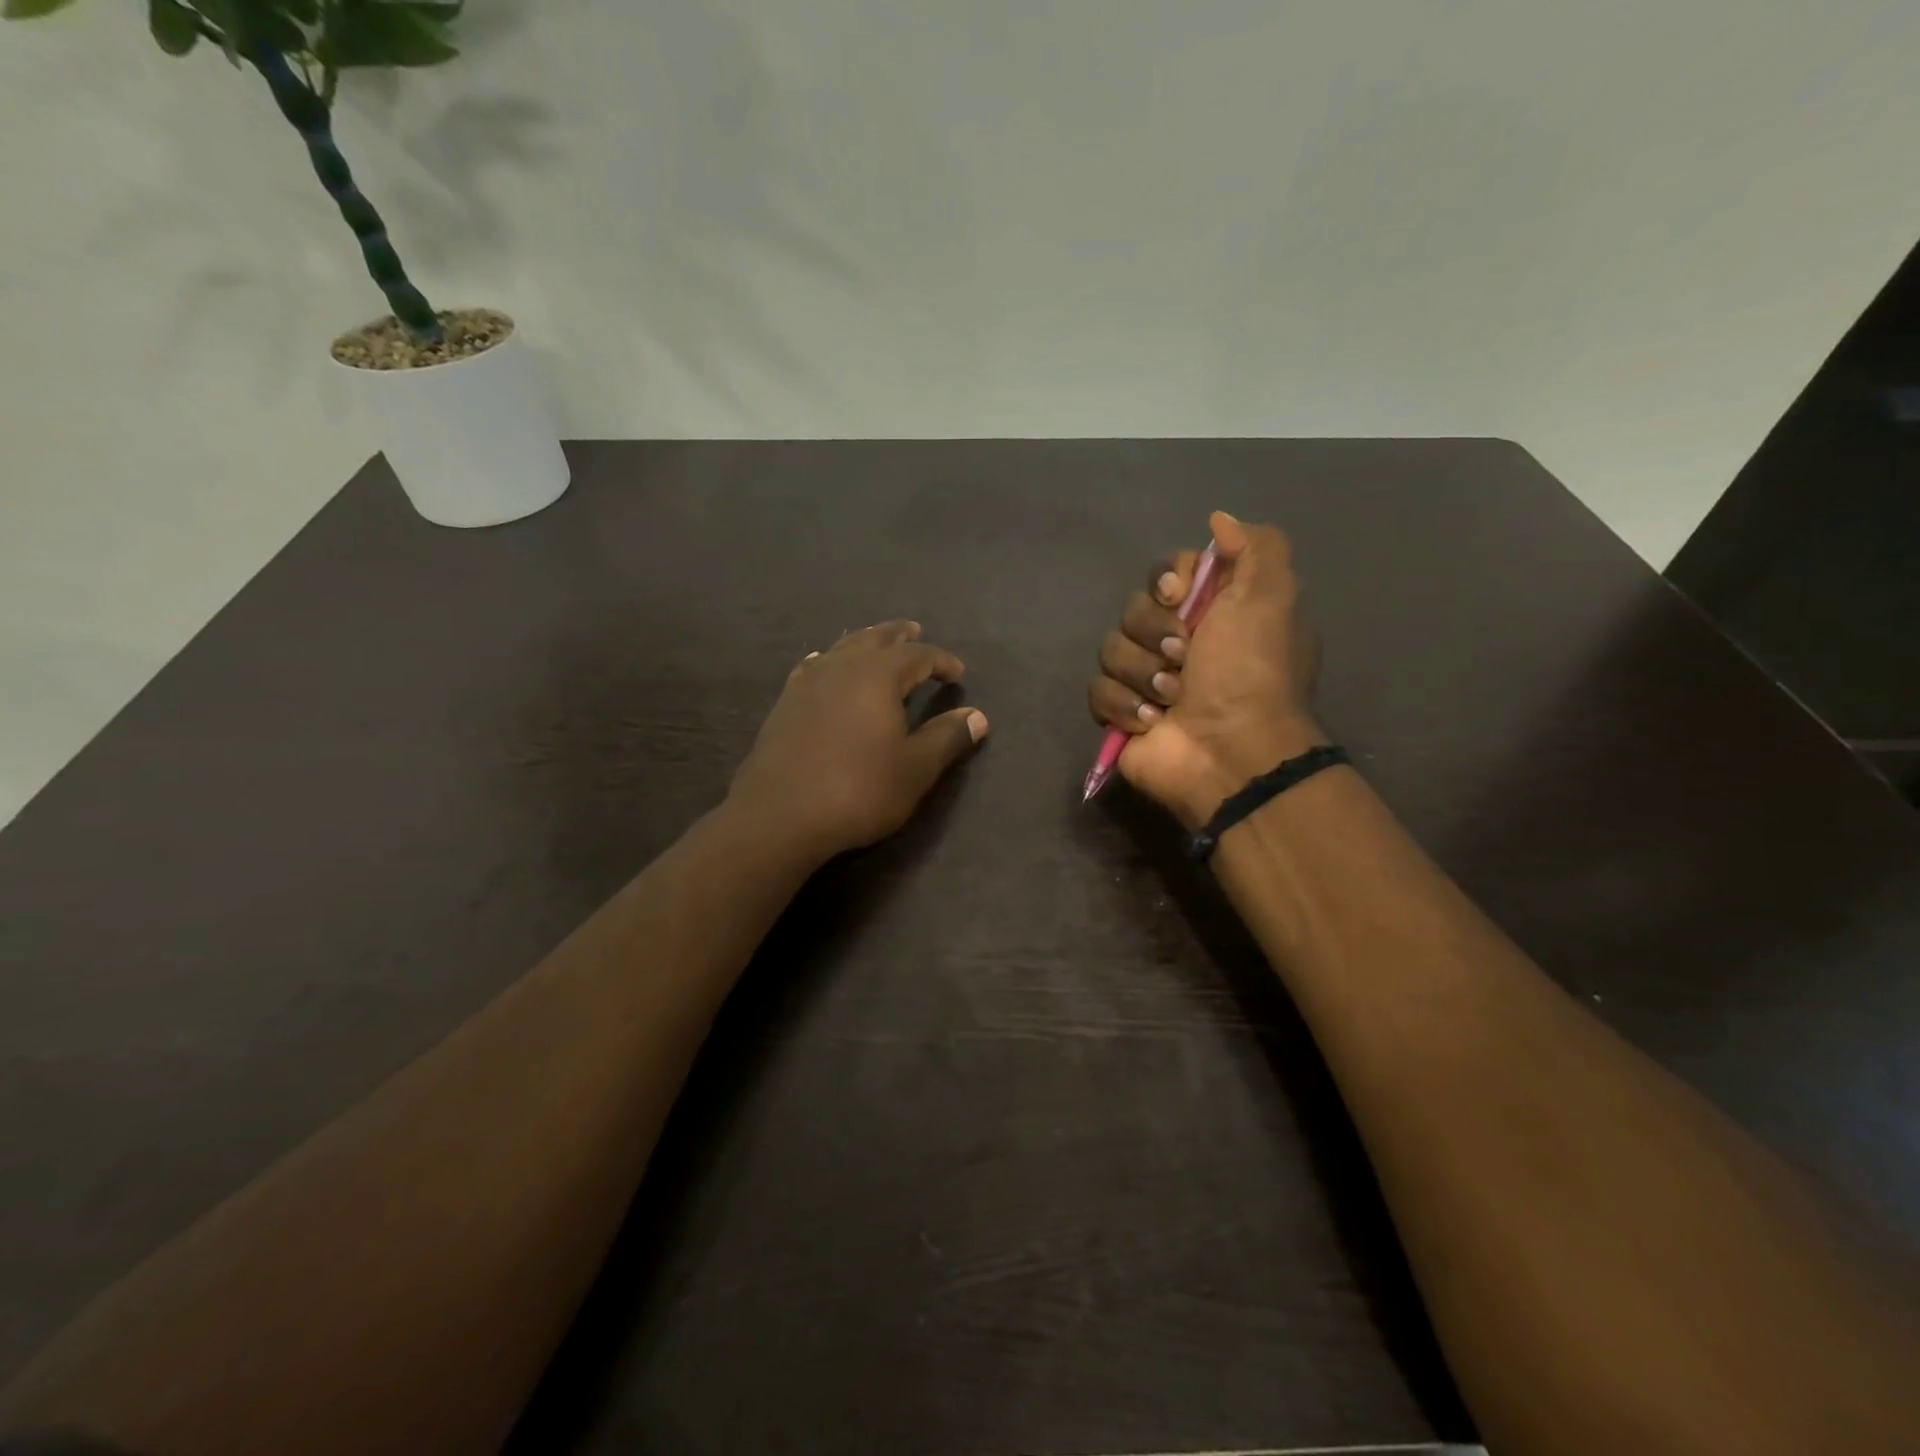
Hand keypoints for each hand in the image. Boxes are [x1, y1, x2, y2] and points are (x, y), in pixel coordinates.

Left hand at [731, 621, 988, 860]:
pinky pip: (814, 667)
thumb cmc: (858, 790)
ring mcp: (808, 683)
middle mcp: (842, 667)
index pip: (918, 655)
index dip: (941, 661)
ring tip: (877, 644)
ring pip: (842, 648)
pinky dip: (830, 661)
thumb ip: (947, 737)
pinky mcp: (785, 704)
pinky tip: (824, 664)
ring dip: (865, 642)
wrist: (780, 815)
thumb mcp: (915, 768)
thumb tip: (978, 716)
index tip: (958, 673)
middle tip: (916, 631)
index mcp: (878, 676)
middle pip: (876, 639)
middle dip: (900, 636)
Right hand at [1087, 511, 1322, 827]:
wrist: (1231, 750)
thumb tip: (1218, 520)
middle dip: (1155, 632)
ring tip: (1172, 697)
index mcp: (1212, 613)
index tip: (1178, 597)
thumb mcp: (1272, 595)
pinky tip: (1152, 721)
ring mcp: (1146, 680)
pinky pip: (1097, 691)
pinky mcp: (1121, 715)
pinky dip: (1125, 705)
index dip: (1166, 581)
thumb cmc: (1251, 671)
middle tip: (1184, 657)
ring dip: (1143, 673)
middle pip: (1133, 609)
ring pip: (1110, 649)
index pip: (1165, 575)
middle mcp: (1178, 642)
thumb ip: (1255, 546)